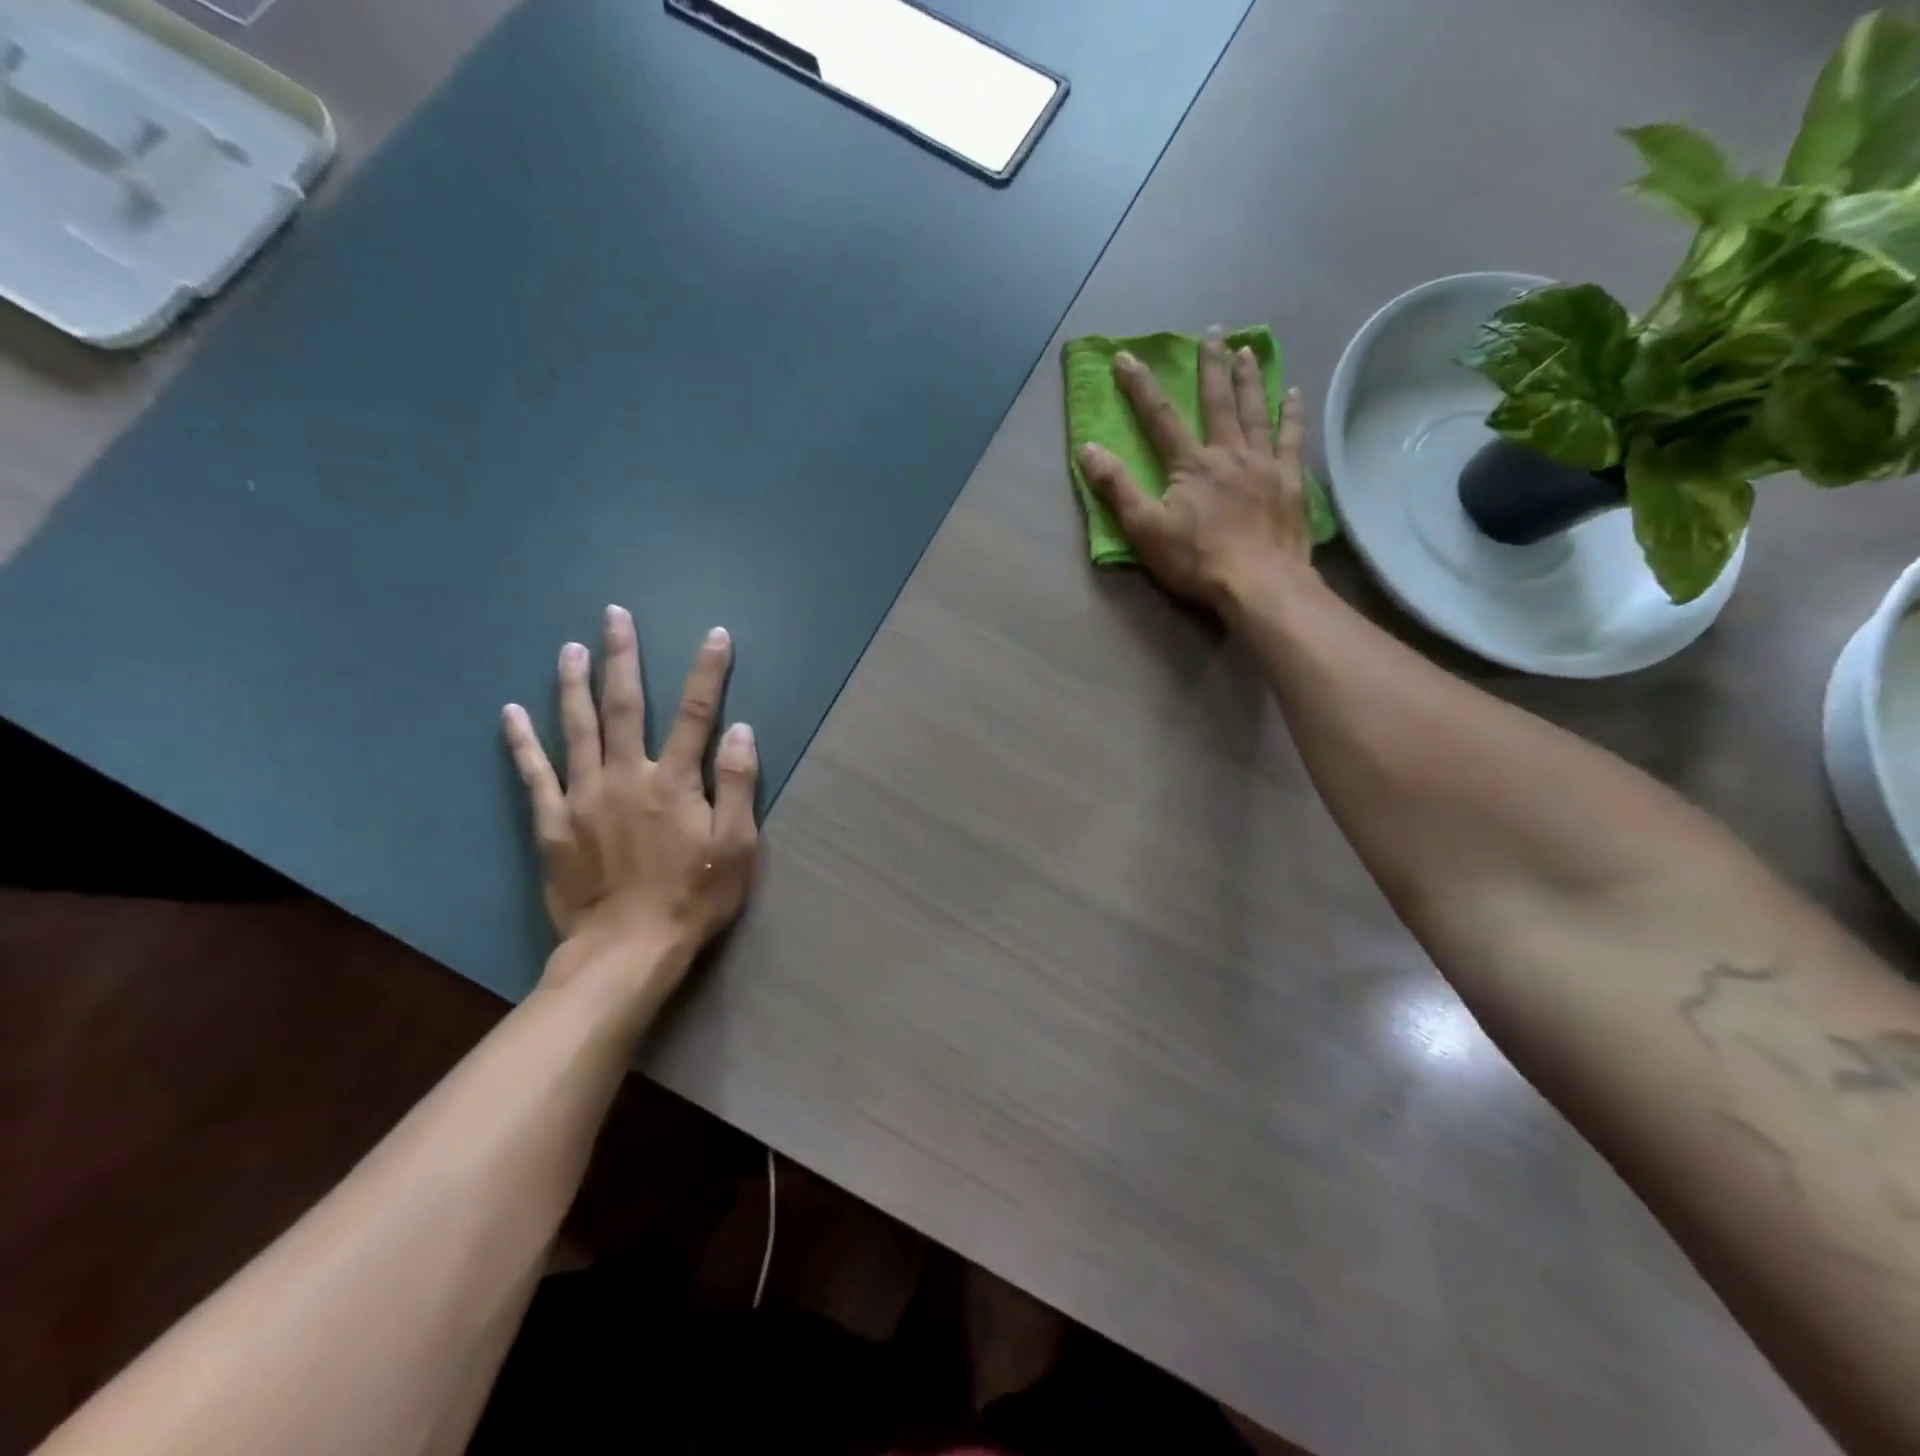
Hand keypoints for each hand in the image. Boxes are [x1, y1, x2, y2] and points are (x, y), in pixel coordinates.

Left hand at [502, 606, 757, 996]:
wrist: (627, 951)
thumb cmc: (693, 898)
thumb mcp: (738, 846)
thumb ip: (739, 784)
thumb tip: (742, 729)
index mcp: (675, 782)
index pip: (696, 713)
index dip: (708, 671)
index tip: (715, 635)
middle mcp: (626, 776)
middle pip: (624, 706)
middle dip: (623, 657)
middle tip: (614, 615)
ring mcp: (583, 797)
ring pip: (576, 728)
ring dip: (573, 684)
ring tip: (570, 647)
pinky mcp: (552, 824)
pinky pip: (534, 774)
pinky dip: (522, 742)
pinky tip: (510, 712)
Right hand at [1077, 331, 1313, 612]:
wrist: (1259, 583)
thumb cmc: (1197, 560)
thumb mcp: (1144, 529)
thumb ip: (1117, 488)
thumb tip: (1088, 448)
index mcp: (1190, 464)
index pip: (1160, 417)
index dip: (1140, 386)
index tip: (1126, 357)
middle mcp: (1228, 453)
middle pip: (1217, 401)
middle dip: (1210, 366)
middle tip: (1212, 333)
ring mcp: (1263, 464)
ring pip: (1255, 411)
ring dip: (1249, 379)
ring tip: (1247, 350)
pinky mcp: (1289, 481)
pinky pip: (1291, 438)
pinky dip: (1291, 414)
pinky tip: (1292, 394)